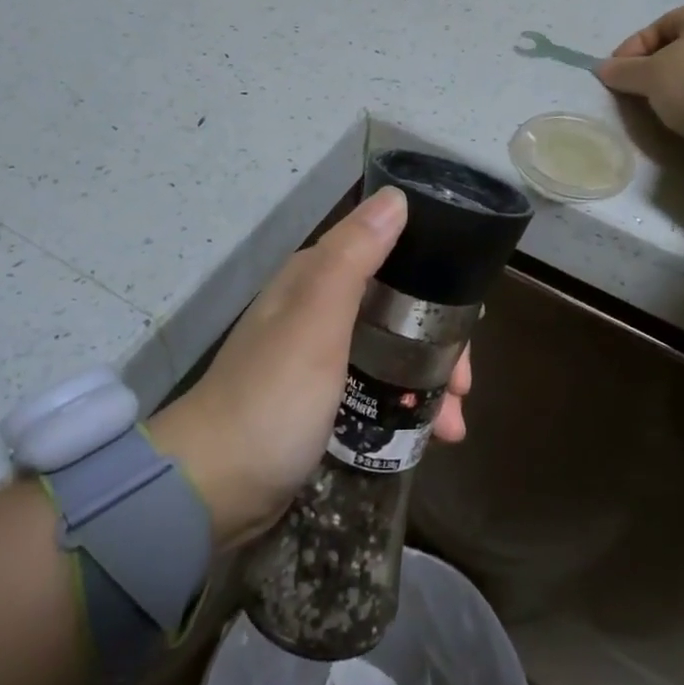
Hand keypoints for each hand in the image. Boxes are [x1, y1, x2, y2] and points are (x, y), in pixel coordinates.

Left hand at [146, 188, 471, 549]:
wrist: (213, 488)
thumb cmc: (272, 398)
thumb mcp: (316, 322)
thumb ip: (354, 257)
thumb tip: (396, 197)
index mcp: (316, 279)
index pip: (390, 256)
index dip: (435, 280)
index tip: (470, 318)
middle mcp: (318, 309)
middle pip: (397, 309)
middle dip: (438, 341)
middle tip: (464, 383)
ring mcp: (319, 357)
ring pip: (391, 351)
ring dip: (428, 379)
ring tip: (455, 423)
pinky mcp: (321, 400)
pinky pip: (377, 388)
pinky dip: (406, 405)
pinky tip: (431, 434)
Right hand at [599, 2, 683, 139]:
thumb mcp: (649, 76)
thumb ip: (623, 71)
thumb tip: (602, 69)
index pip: (657, 27)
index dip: (631, 50)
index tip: (616, 75)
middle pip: (680, 45)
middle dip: (655, 67)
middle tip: (638, 90)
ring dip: (678, 82)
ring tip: (663, 104)